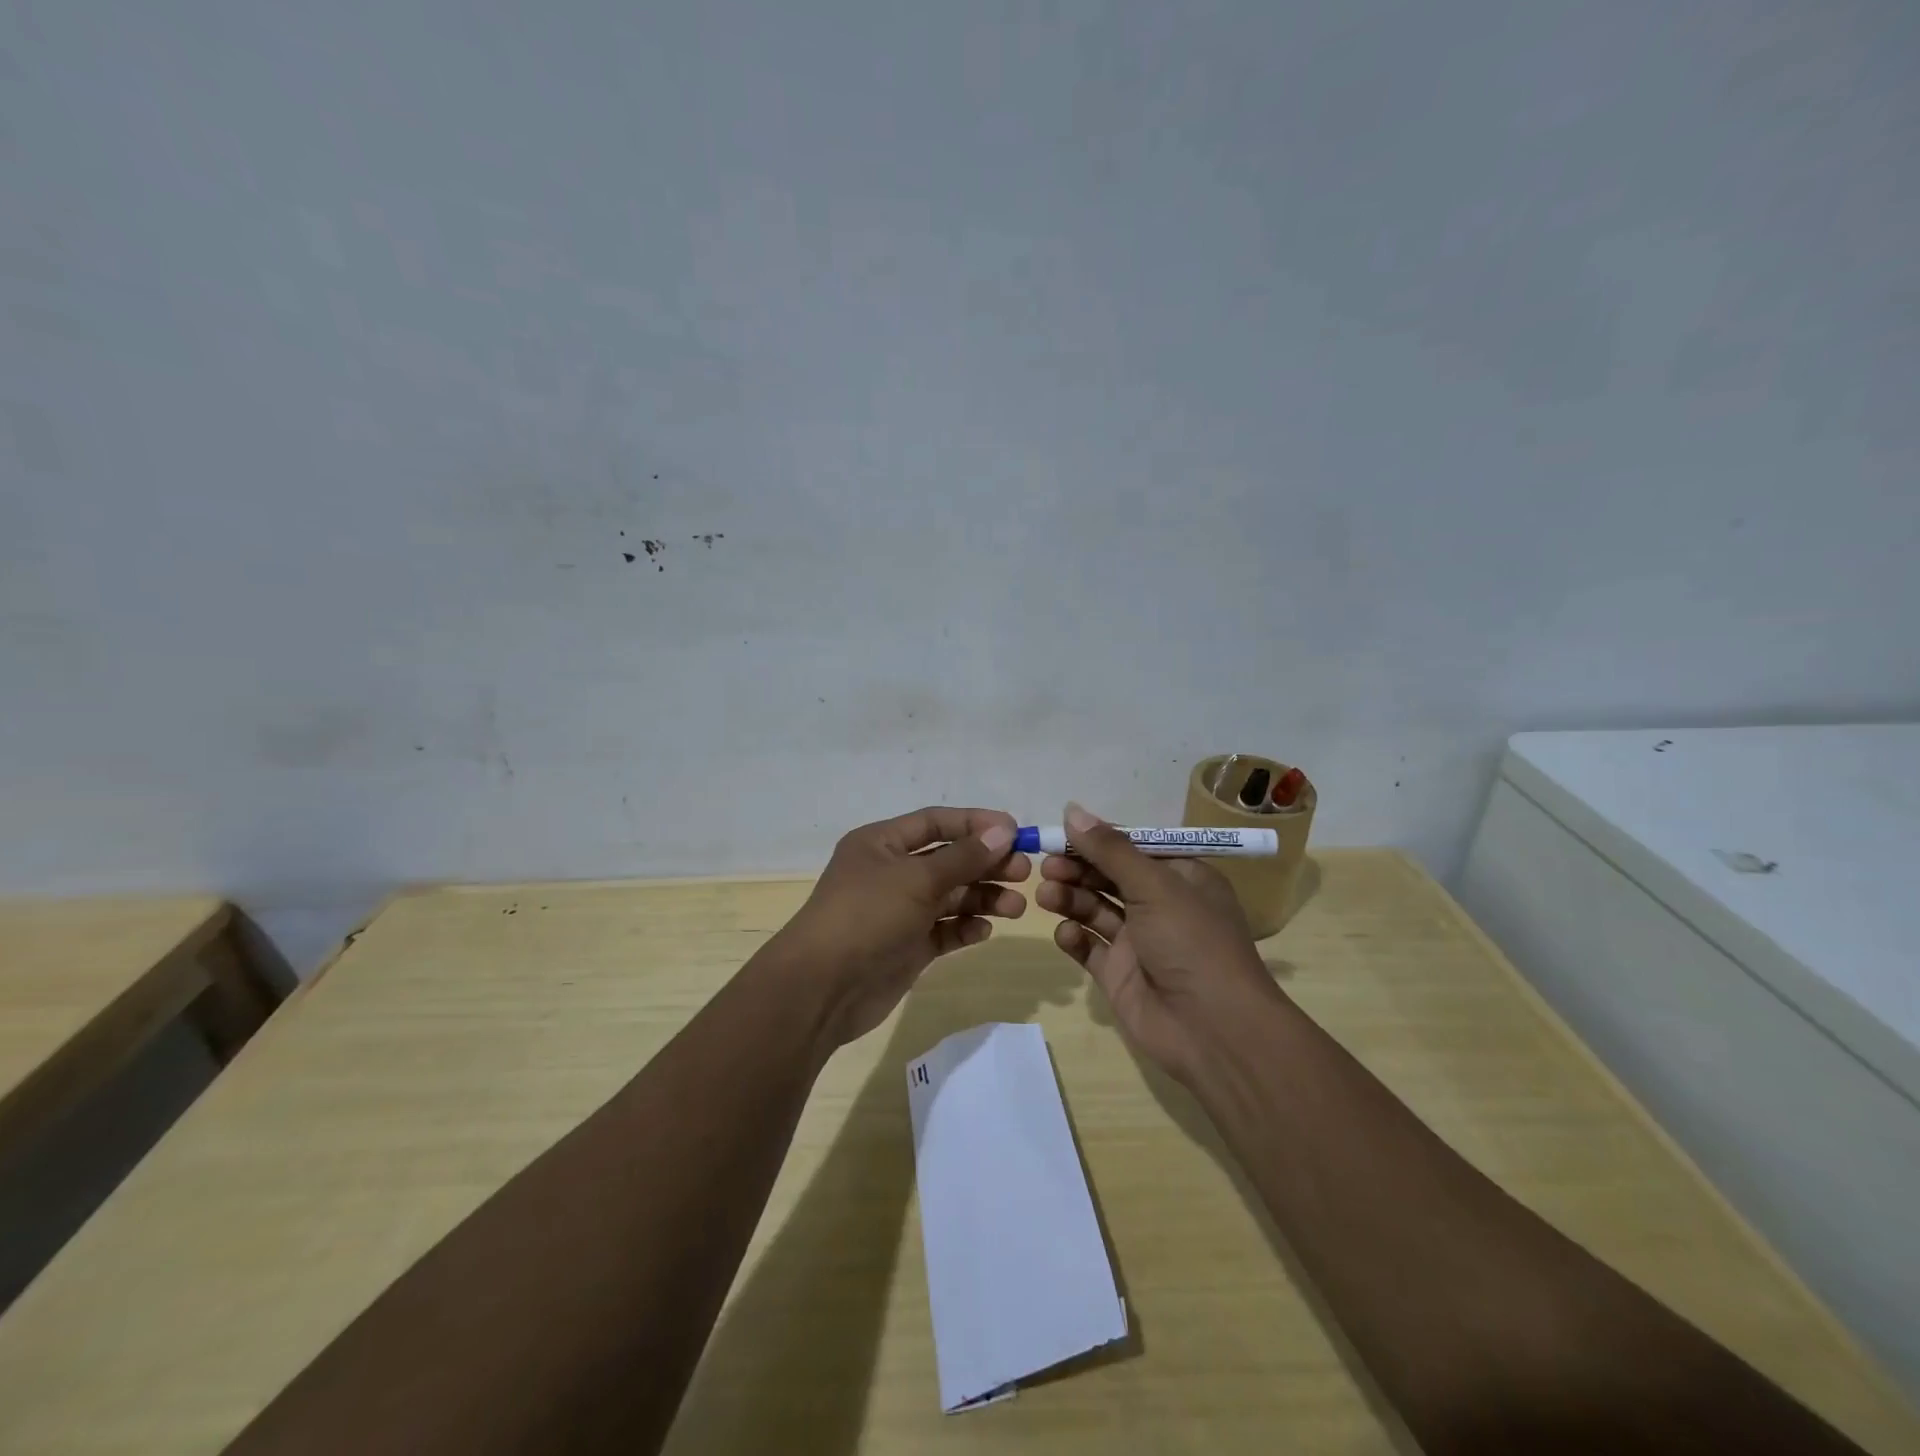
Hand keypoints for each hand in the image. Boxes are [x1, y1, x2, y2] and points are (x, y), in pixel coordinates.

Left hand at [767, 806, 1029, 1046]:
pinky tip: (984, 930)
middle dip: (986, 864)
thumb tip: (1004, 830)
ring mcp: (899, 911)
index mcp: (882, 843)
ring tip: (1016, 907)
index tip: (1016, 831)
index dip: (976, 824)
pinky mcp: (907, 946)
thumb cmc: (867, 916)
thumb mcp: (917, 879)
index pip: (936, 822)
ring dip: (983, 898)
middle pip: (948, 859)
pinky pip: (944, 930)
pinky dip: (965, 928)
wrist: (822, 988)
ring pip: (950, 896)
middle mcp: (891, 872)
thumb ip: (963, 856)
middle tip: (1024, 873)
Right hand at [1037, 802, 1278, 1082]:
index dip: (1097, 839)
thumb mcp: (1155, 885)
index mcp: (1181, 878)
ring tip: (1046, 895)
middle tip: (1047, 866)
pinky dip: (1074, 937)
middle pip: (1108, 876)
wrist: (1213, 1030)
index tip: (1061, 832)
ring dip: (1070, 898)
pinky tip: (1066, 933)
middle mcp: (1160, 905)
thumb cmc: (1192, 942)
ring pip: (1095, 909)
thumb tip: (1072, 810)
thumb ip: (1110, 849)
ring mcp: (1138, 941)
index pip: (1132, 848)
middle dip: (1077, 868)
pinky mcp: (1119, 974)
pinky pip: (1089, 947)